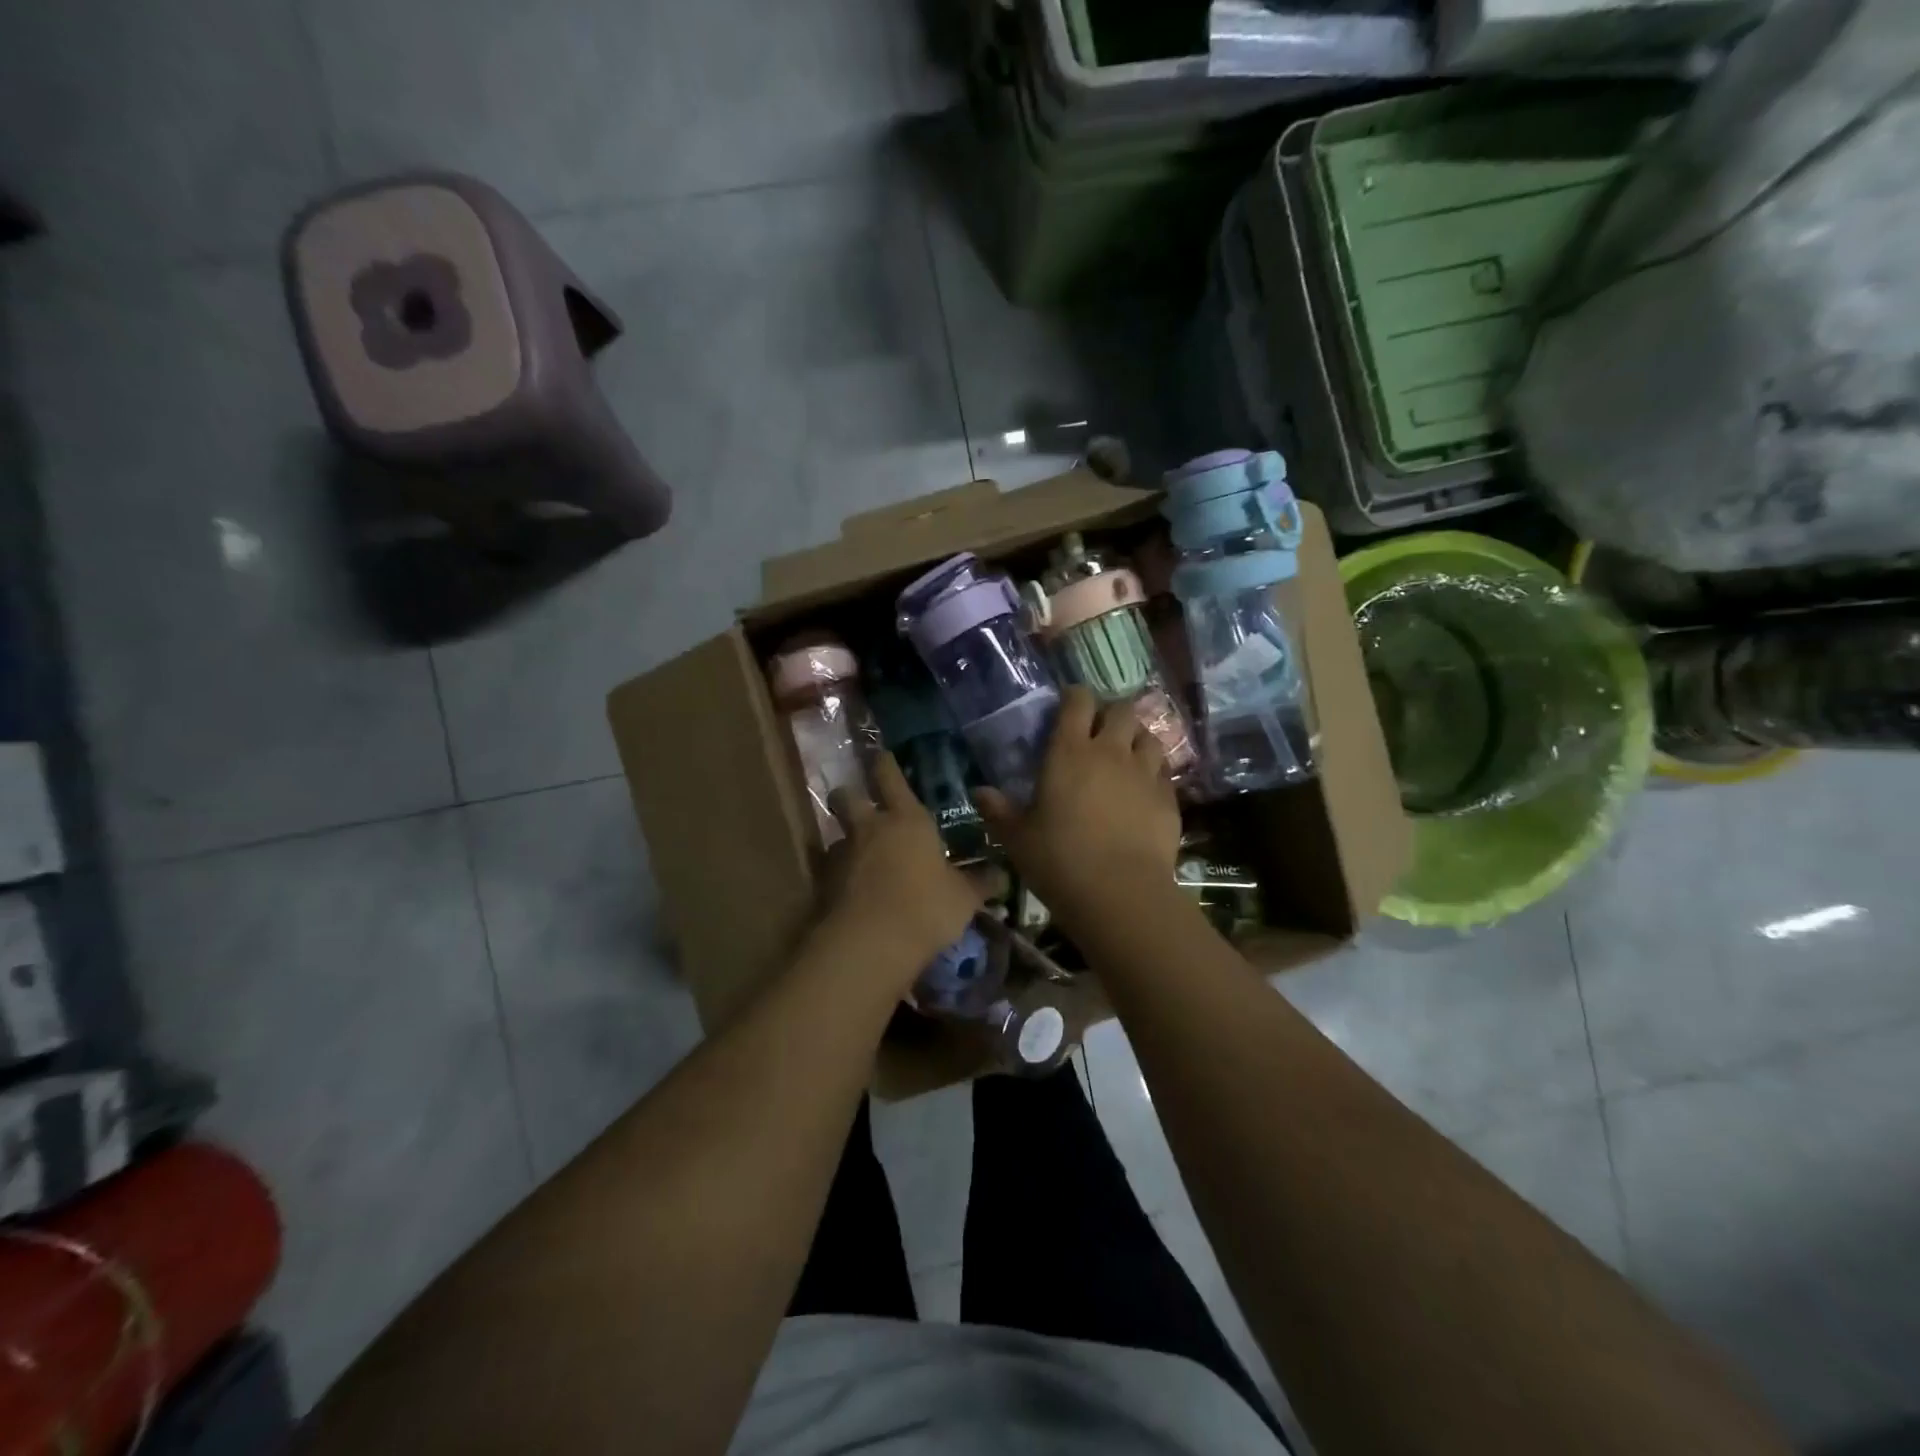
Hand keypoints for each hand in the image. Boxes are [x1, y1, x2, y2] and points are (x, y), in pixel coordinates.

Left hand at [817, 752, 979, 986]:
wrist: (870, 943)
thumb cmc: (926, 908)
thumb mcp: (963, 898)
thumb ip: (980, 883)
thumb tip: (1001, 875)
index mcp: (907, 819)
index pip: (890, 776)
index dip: (886, 764)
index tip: (883, 757)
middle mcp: (870, 828)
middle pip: (846, 796)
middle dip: (850, 796)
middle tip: (862, 807)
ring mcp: (842, 854)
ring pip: (838, 835)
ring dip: (848, 842)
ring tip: (862, 861)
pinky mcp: (824, 883)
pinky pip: (830, 870)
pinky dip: (840, 876)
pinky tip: (853, 893)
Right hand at [976, 686, 1181, 934]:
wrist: (1120, 893)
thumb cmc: (1059, 860)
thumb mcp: (1017, 838)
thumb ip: (998, 810)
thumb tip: (979, 792)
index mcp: (1069, 752)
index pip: (1077, 701)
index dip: (1074, 697)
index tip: (1067, 706)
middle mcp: (1110, 752)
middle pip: (1120, 710)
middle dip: (1110, 713)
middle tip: (1098, 732)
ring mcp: (1144, 773)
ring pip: (1148, 736)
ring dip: (1136, 739)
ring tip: (1125, 755)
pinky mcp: (1168, 798)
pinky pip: (1163, 771)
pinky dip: (1153, 771)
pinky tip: (1143, 789)